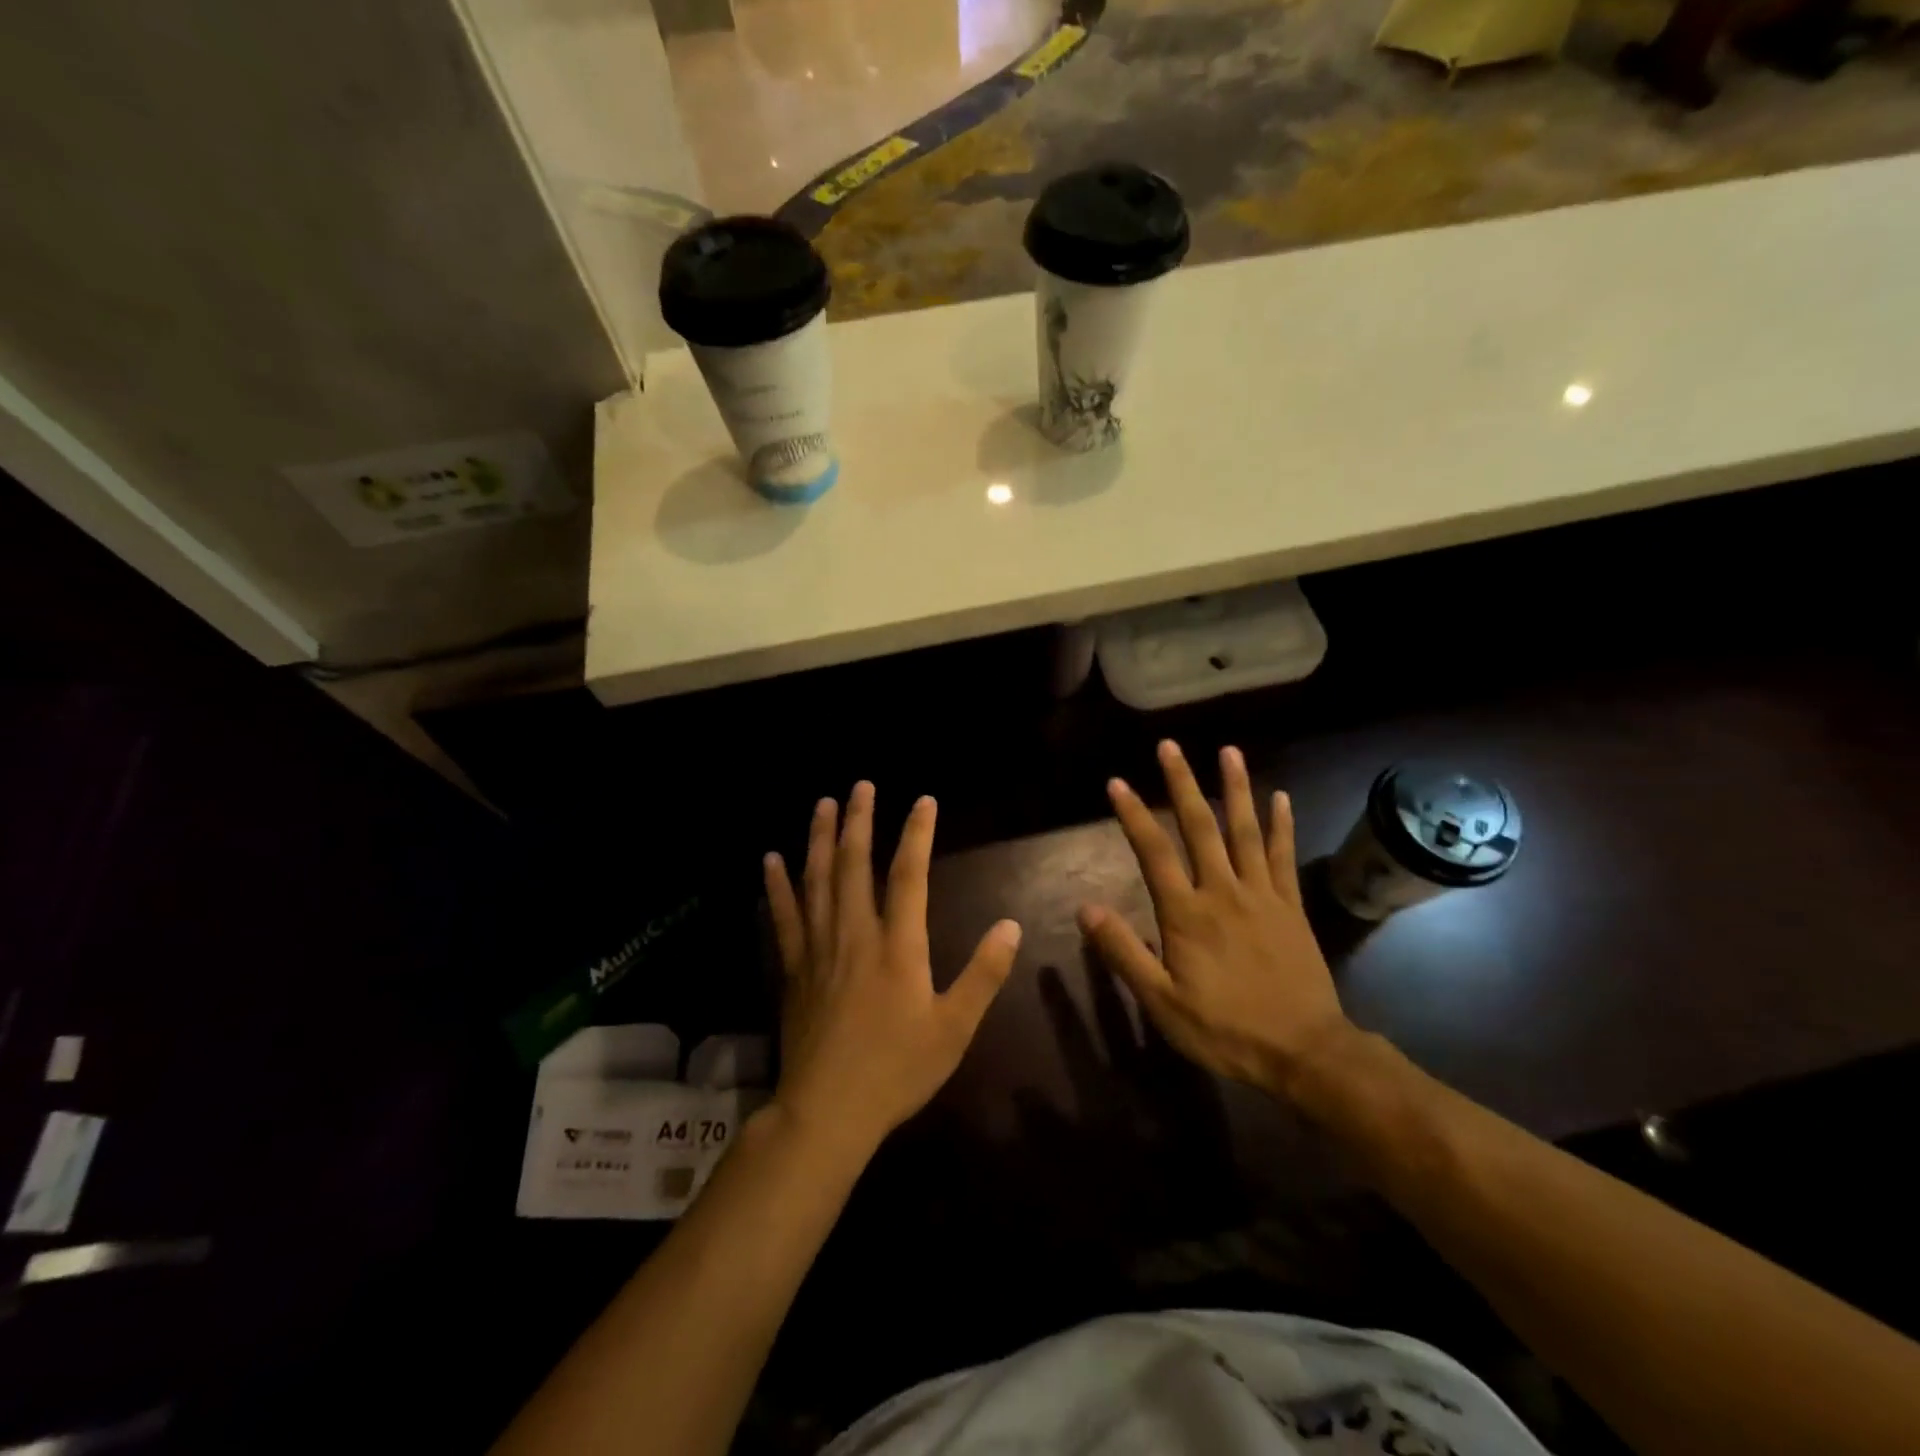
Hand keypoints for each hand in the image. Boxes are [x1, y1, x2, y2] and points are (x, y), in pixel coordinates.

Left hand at [765, 782, 1021, 1160]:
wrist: (828, 1112)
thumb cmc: (897, 1070)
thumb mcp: (955, 1028)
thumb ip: (984, 974)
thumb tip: (1011, 926)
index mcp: (898, 946)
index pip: (909, 875)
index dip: (917, 833)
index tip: (923, 800)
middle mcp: (855, 935)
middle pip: (854, 865)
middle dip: (859, 820)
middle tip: (861, 785)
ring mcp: (819, 949)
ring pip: (817, 881)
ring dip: (819, 838)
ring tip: (823, 804)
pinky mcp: (793, 969)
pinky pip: (784, 917)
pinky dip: (777, 886)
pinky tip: (770, 860)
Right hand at [1077, 741, 1353, 1095]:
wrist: (1304, 1051)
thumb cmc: (1225, 1029)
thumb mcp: (1162, 1002)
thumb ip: (1124, 952)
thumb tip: (1085, 908)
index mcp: (1186, 913)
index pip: (1153, 852)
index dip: (1133, 815)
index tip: (1117, 782)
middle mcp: (1223, 891)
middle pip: (1200, 827)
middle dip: (1182, 783)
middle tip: (1170, 746)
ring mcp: (1262, 894)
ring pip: (1245, 831)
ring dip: (1235, 788)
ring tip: (1228, 751)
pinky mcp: (1290, 906)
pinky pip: (1283, 856)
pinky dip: (1280, 825)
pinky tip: (1279, 798)